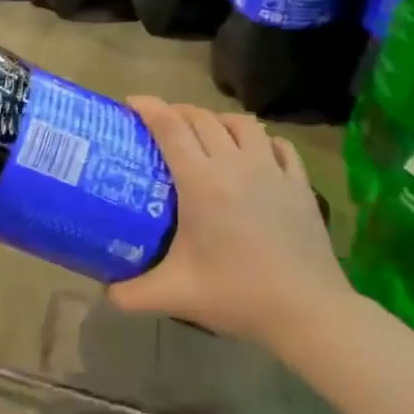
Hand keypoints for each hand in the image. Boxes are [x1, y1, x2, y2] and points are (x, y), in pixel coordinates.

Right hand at [108, 98, 354, 346]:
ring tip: (205, 133)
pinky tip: (254, 151)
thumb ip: (130, 294)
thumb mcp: (173, 295)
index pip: (170, 127)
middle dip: (176, 112)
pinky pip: (277, 144)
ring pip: (242, 123)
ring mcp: (272, 170)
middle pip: (202, 118)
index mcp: (201, 181)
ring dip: (217, 120)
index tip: (131, 102)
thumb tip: (106, 292)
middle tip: (159, 124)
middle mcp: (235, 164)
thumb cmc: (236, 295)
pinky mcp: (299, 183)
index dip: (148, 108)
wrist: (307, 310)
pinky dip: (259, 139)